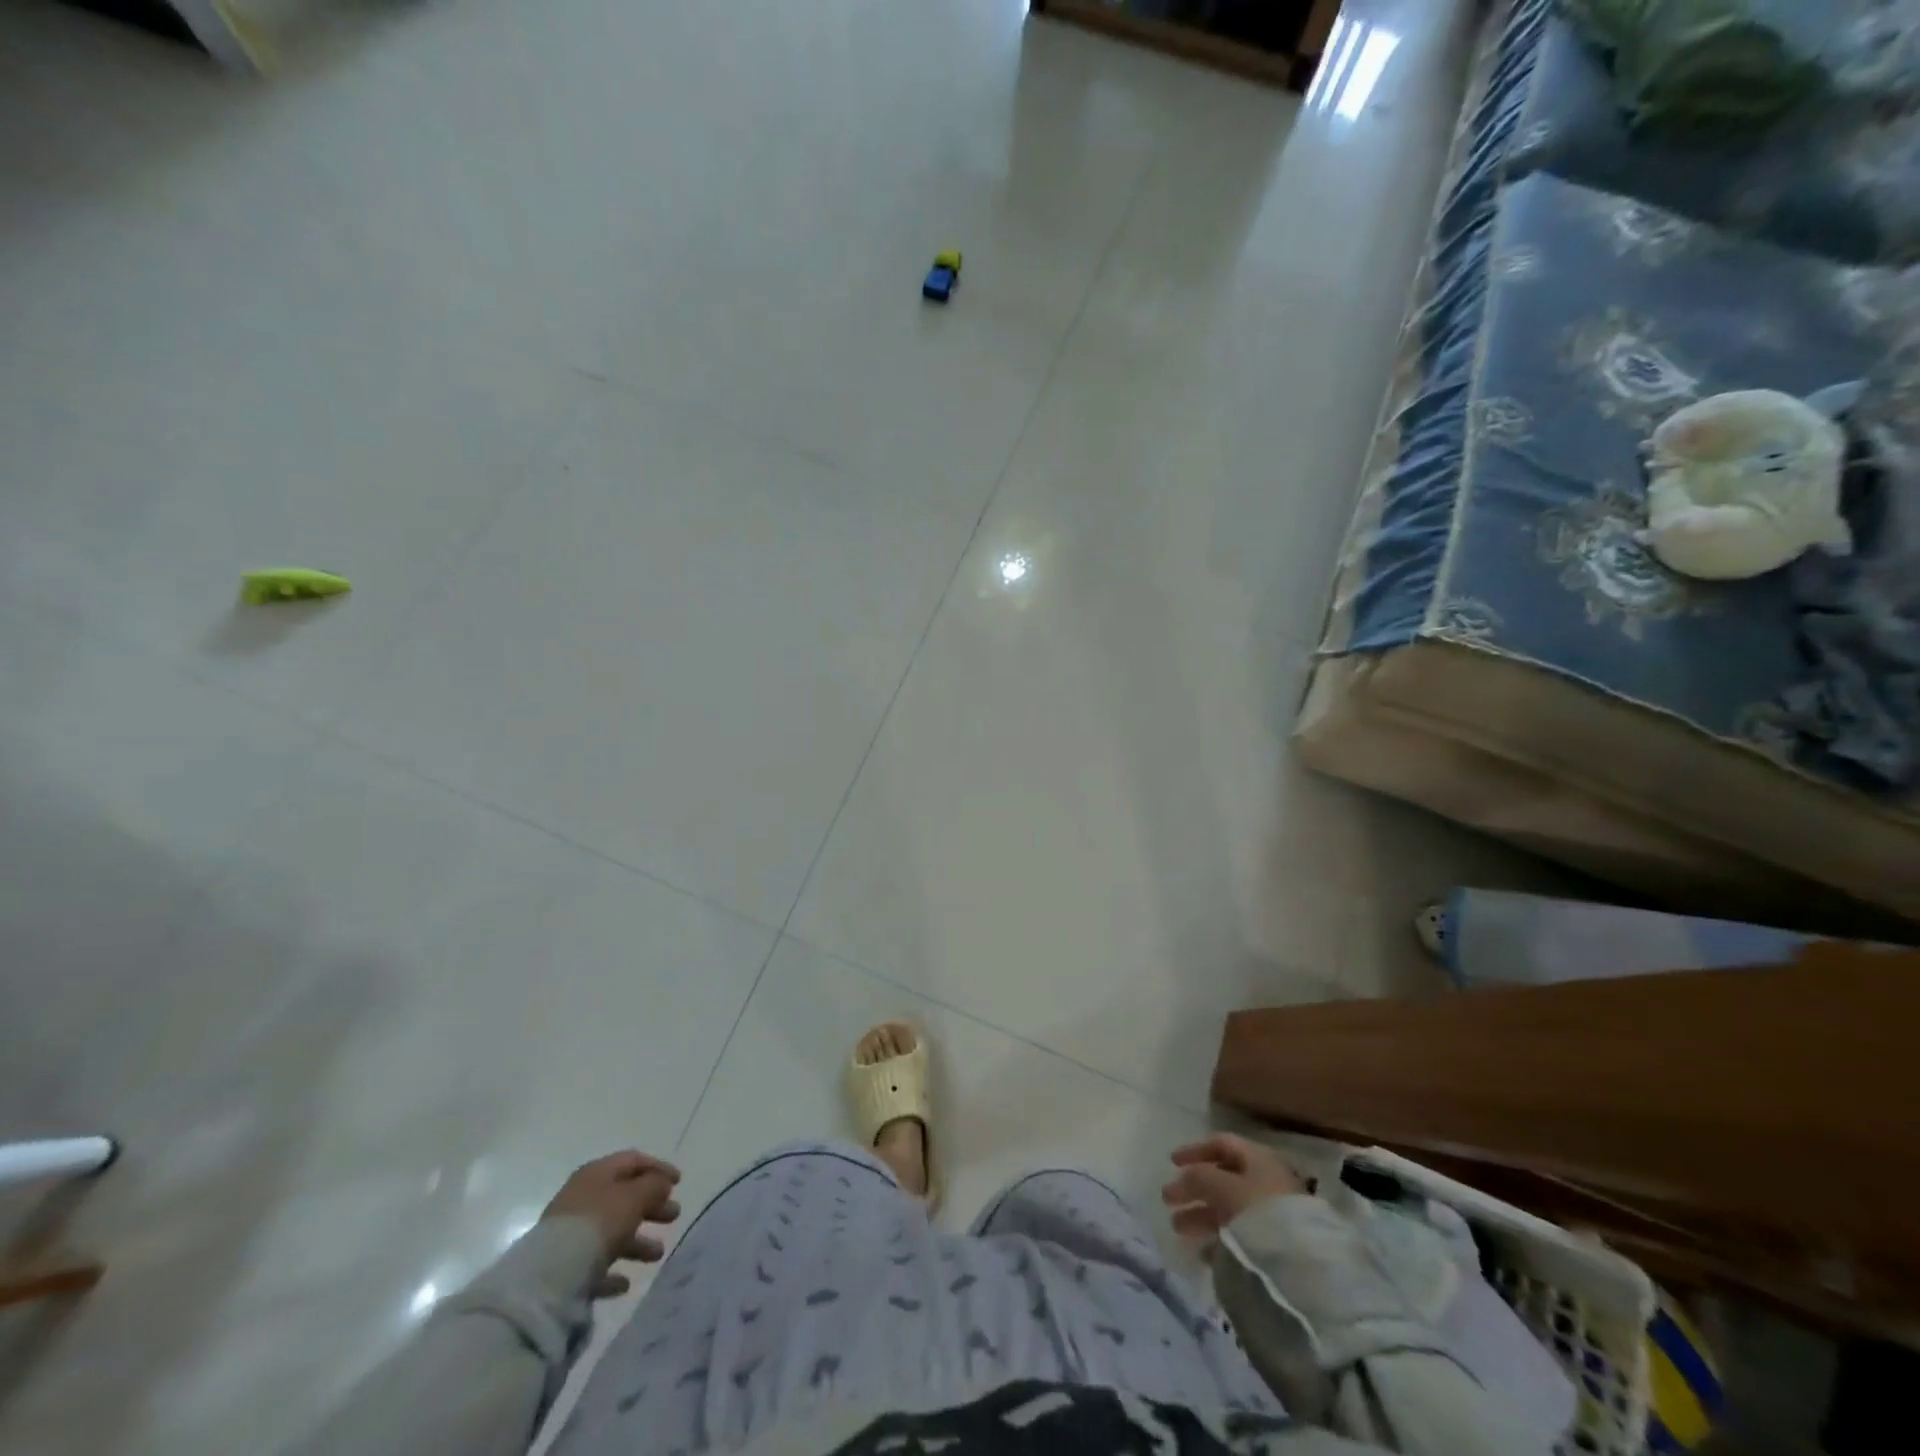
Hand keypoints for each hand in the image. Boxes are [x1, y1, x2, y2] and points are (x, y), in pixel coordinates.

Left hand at [542, 1151, 682, 1297]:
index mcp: (596, 1174)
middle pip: (624, 1197)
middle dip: (651, 1206)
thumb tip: (661, 1184)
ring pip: (611, 1232)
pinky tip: (625, 1283)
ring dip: (637, 1241)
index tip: (679, 1182)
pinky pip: (594, 1265)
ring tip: (657, 1255)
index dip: (658, 1168)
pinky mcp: (564, 1268)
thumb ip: (653, 1186)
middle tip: (674, 1216)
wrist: (549, 1276)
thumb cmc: (599, 1222)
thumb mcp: (634, 1196)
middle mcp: (582, 1199)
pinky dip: (613, 1270)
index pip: (632, 1161)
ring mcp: (571, 1234)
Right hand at [1161, 1134, 1306, 1241]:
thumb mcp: (1221, 1186)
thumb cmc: (1258, 1210)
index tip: (1171, 1163)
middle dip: (1193, 1188)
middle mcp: (1265, 1180)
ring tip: (1177, 1228)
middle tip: (1168, 1200)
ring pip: (1228, 1207)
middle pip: (1222, 1178)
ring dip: (1200, 1214)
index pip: (1221, 1144)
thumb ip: (1198, 1177)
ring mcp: (1271, 1212)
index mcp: (1257, 1158)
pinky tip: (1202, 1250)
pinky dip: (1218, 1236)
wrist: (1301, 1264)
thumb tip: (1182, 1178)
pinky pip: (1239, 1233)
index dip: (1194, 1150)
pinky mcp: (1273, 1243)